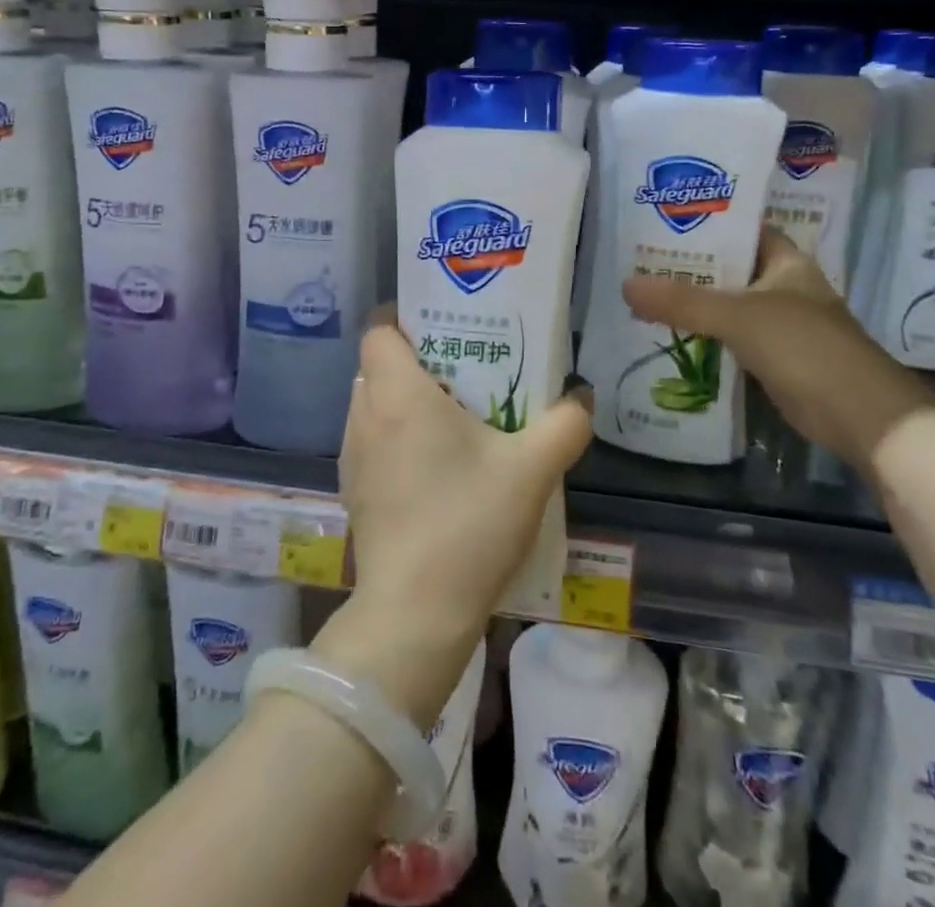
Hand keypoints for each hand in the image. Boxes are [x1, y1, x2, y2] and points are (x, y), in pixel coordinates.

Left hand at [317, 314, 592, 729]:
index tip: (444, 327)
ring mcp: (353, 457)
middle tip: (464, 370)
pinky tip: (436, 467)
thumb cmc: (468, 524)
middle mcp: (365, 416)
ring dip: (406, 401)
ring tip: (454, 416)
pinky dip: (396, 438)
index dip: (405, 319)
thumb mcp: (532, 469)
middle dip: (417, 360)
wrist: (414, 615)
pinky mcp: (354, 492)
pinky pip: (372, 441)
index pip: (379, 329)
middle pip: (378, 365)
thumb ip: (565, 424)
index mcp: (397, 394)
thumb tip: (581, 397)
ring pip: (373, 404)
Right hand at [621, 226, 934, 477]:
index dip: (706, 222)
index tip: (662, 220)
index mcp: (786, 261)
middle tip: (638, 259)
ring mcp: (780, 323)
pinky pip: (730, 336)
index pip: (742, 229)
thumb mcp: (739, 316)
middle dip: (689, 266)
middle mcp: (783, 286)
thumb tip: (626, 285)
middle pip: (729, 268)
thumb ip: (683, 301)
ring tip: (643, 292)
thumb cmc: (804, 346)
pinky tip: (669, 333)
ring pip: (727, 304)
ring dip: (693, 302)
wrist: (859, 415)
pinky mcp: (773, 357)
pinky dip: (704, 334)